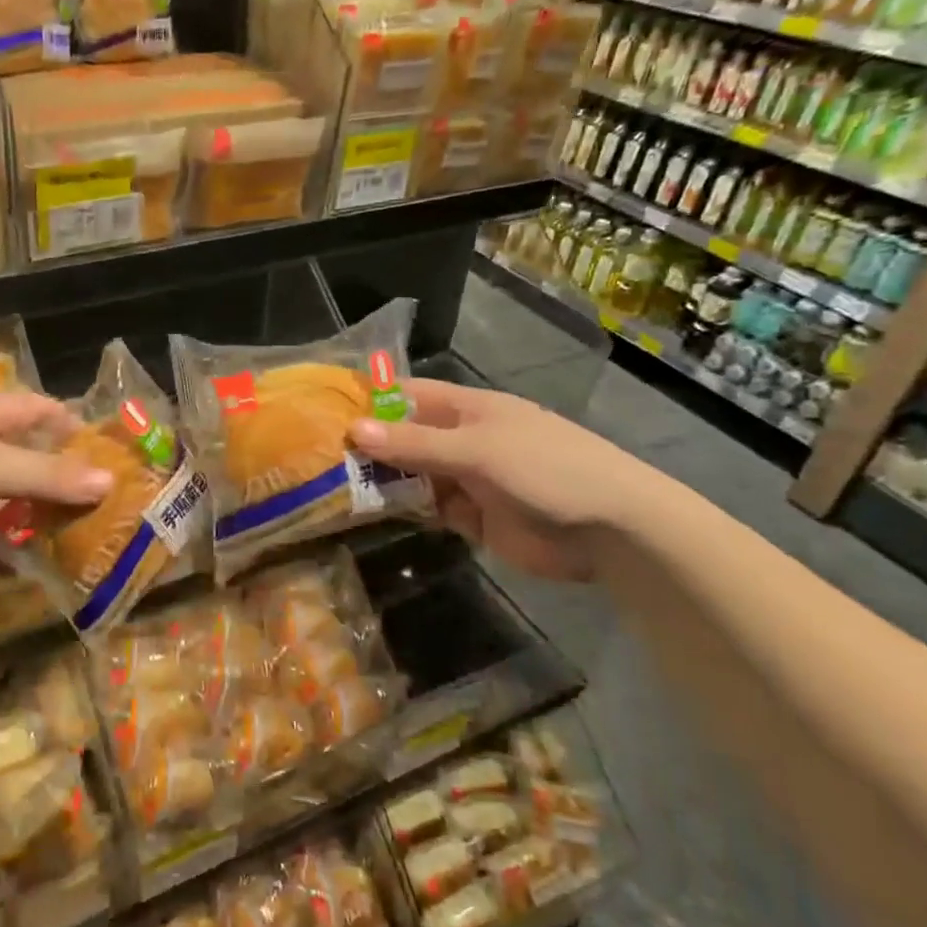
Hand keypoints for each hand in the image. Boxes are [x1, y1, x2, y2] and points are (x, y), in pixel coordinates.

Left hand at [0, 393, 111, 548]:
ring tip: (57, 539)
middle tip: (85, 501)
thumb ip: (48, 475)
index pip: (33, 406)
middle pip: (14, 451)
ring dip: (19, 514)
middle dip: (48, 475)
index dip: (66, 421)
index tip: (99, 449)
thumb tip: (110, 479)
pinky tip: (10, 568)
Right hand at [348, 378, 657, 581]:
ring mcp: (466, 479)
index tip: (324, 411)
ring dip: (380, 481)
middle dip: (367, 446)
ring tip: (330, 490)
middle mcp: (461, 440)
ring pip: (411, 475)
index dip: (369, 401)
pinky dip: (403, 510)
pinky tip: (370, 515)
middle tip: (315, 459)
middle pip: (404, 438)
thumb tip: (353, 429)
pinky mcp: (471, 517)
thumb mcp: (477, 451)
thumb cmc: (546, 469)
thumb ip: (415, 444)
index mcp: (466, 409)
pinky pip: (427, 508)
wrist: (611, 531)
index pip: (407, 396)